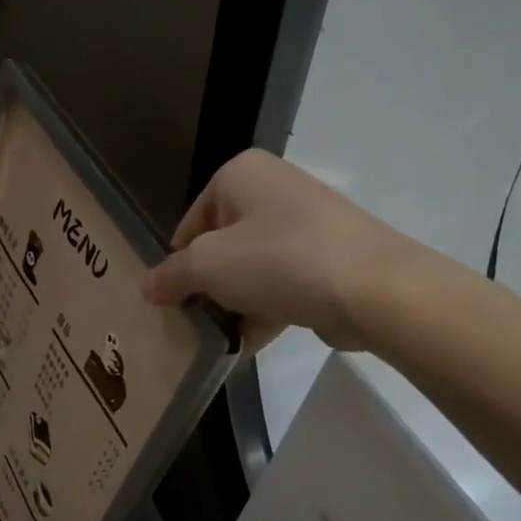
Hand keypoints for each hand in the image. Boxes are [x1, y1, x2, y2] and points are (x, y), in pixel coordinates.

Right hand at [142, 149, 426, 354]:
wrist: (373, 288)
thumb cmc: (278, 261)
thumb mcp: (207, 267)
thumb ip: (171, 276)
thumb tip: (147, 286)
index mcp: (240, 174)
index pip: (190, 222)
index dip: (178, 263)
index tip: (174, 301)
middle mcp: (274, 188)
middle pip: (222, 245)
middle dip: (207, 286)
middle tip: (194, 323)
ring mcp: (307, 224)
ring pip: (253, 267)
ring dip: (234, 304)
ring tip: (217, 340)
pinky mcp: (330, 258)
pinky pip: (284, 283)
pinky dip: (265, 310)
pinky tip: (247, 346)